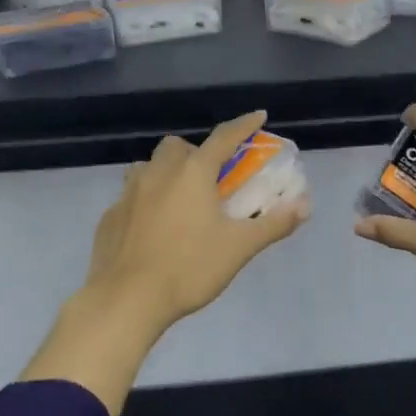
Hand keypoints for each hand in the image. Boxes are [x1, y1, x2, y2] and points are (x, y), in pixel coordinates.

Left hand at [84, 110, 309, 332]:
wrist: (127, 299)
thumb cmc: (189, 268)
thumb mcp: (239, 248)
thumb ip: (273, 223)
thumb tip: (305, 205)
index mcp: (192, 173)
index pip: (224, 137)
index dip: (244, 125)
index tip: (258, 116)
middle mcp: (158, 173)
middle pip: (177, 147)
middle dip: (196, 153)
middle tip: (210, 178)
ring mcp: (128, 193)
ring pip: (148, 167)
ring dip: (166, 173)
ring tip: (179, 199)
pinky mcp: (110, 216)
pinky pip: (130, 197)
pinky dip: (145, 202)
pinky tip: (152, 228)